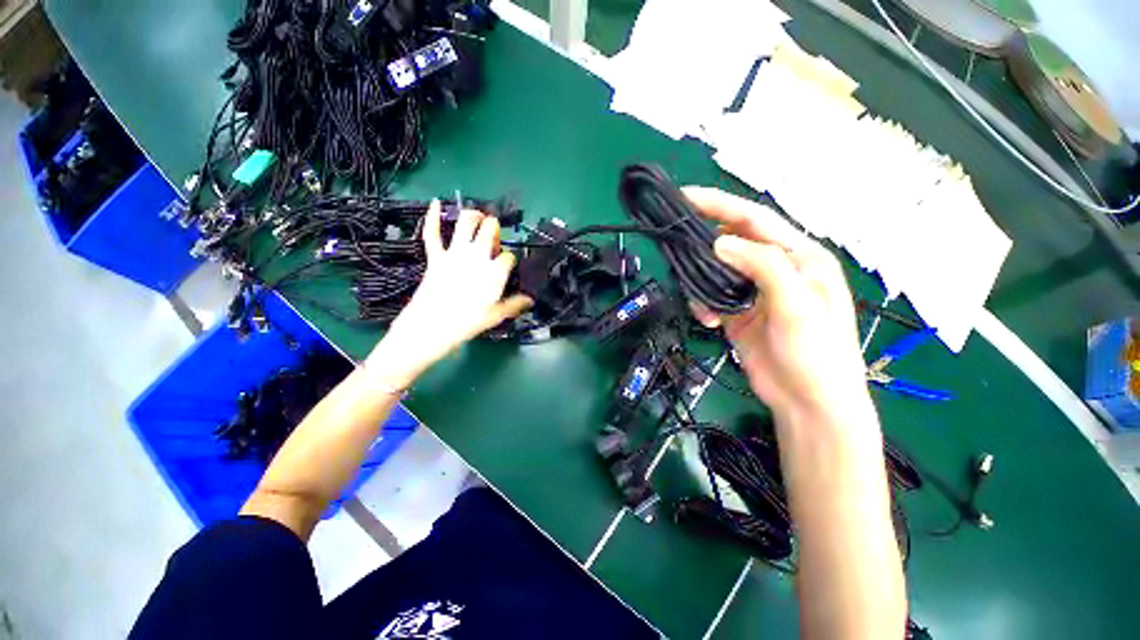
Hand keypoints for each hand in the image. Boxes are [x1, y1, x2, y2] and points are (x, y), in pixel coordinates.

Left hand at [365, 201, 531, 388]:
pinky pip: (432, 234)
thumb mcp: (496, 316)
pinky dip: (432, 217)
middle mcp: (477, 255)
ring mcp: (455, 253)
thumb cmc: (468, 322)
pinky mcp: (436, 256)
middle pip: (490, 230)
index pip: (509, 256)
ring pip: (465, 223)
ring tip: (479, 215)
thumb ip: (514, 304)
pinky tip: (434, 202)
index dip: (510, 260)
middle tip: (494, 237)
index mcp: (495, 271)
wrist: (432, 326)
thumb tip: (530, 300)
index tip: (507, 268)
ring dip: (474, 215)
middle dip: (495, 229)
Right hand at [683, 187, 870, 425]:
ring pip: (716, 271)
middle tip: (677, 249)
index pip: (754, 220)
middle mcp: (776, 269)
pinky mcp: (739, 313)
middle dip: (703, 246)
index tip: (686, 197)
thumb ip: (763, 266)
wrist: (809, 402)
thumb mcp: (797, 305)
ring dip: (702, 283)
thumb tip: (720, 242)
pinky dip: (703, 305)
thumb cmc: (817, 354)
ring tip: (703, 305)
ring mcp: (755, 292)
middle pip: (731, 243)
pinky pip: (711, 297)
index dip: (720, 205)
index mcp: (799, 257)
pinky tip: (709, 321)